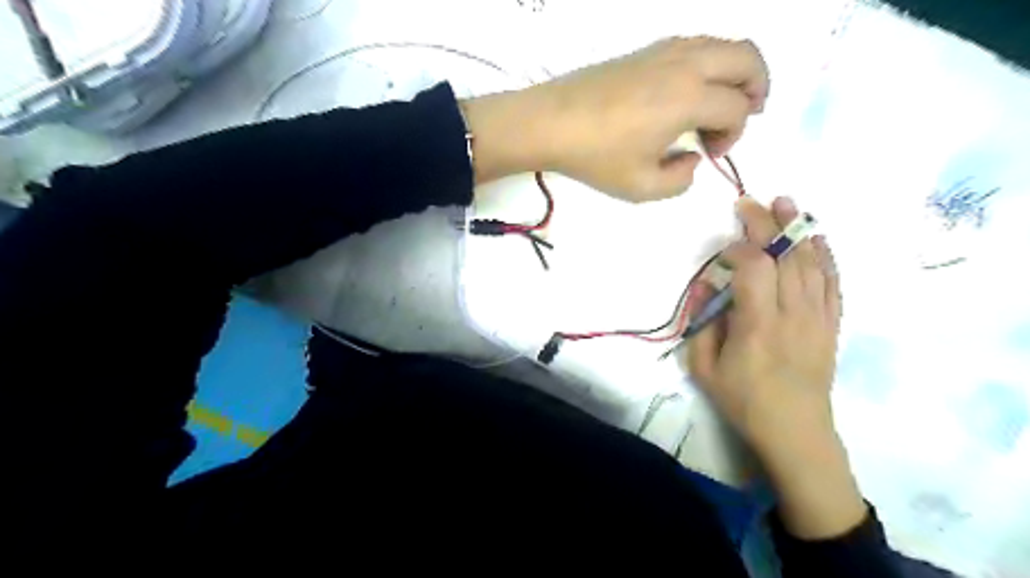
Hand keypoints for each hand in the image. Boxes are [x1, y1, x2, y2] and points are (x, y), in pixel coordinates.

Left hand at [462, 36, 766, 200]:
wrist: (549, 122)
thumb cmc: (595, 157)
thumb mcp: (641, 187)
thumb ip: (680, 181)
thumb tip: (691, 160)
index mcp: (689, 98)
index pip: (737, 108)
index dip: (734, 135)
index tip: (709, 154)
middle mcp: (685, 65)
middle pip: (748, 58)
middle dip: (757, 88)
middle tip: (744, 116)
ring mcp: (664, 50)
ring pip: (723, 44)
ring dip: (734, 72)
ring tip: (720, 104)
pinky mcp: (645, 50)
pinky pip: (695, 44)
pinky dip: (709, 63)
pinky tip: (689, 91)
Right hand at [686, 196, 861, 538]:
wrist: (796, 431)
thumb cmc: (744, 400)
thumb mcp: (704, 369)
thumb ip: (701, 325)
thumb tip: (707, 289)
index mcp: (757, 326)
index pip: (754, 269)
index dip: (738, 249)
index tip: (723, 252)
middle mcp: (792, 314)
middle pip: (784, 257)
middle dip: (766, 224)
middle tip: (751, 202)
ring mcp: (818, 317)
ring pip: (811, 263)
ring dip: (798, 229)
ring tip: (786, 203)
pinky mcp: (832, 324)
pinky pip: (833, 282)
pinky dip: (825, 255)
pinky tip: (817, 237)